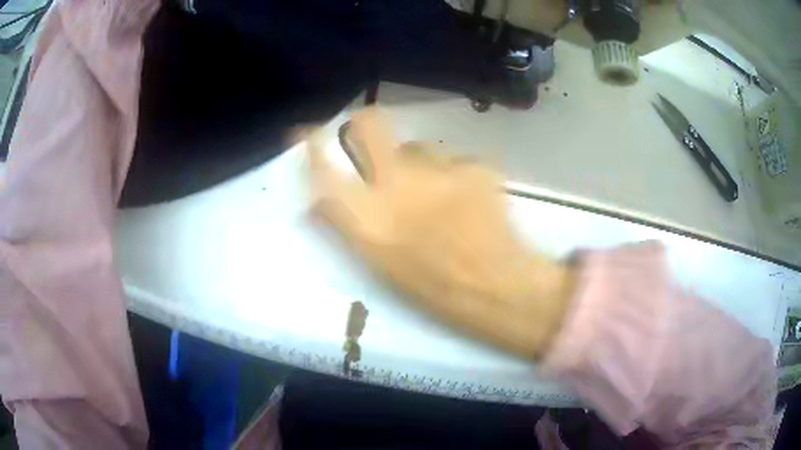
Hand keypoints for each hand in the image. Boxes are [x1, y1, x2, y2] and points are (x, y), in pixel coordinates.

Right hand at [309, 108, 574, 358]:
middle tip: (368, 131)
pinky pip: (455, 161)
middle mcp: (397, 185)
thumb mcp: (380, 263)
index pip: (324, 168)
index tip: (309, 133)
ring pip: (419, 147)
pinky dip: (455, 176)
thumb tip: (319, 202)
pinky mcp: (474, 166)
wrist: (496, 286)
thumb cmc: (433, 288)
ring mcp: (439, 170)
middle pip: (370, 124)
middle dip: (364, 122)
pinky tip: (469, 201)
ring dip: (420, 164)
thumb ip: (350, 224)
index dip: (312, 145)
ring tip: (437, 193)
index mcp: (368, 219)